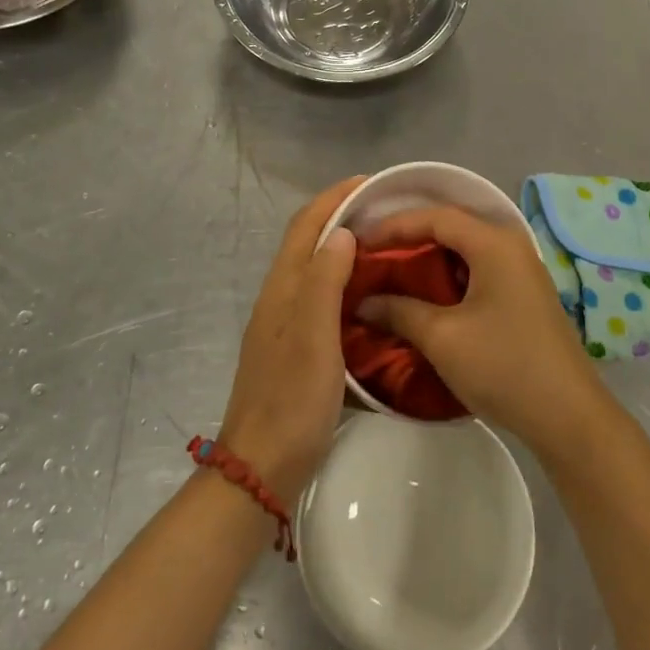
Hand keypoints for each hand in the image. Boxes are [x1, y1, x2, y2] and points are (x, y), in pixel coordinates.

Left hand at [218, 177, 363, 500]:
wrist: (262, 467)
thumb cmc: (292, 400)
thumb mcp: (314, 337)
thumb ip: (325, 281)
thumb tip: (342, 232)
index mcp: (283, 289)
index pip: (305, 226)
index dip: (334, 198)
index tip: (371, 182)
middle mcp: (280, 299)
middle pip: (308, 242)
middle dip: (341, 216)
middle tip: (387, 212)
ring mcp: (285, 325)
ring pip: (315, 270)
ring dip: (344, 248)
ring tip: (386, 245)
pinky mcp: (295, 348)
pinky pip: (322, 297)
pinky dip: (345, 281)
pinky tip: (371, 295)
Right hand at [359, 205, 607, 459]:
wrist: (568, 416)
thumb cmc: (504, 366)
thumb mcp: (442, 338)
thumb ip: (399, 311)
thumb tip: (363, 302)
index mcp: (494, 243)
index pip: (435, 216)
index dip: (394, 225)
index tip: (359, 241)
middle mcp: (510, 245)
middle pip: (451, 227)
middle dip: (409, 239)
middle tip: (372, 254)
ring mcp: (521, 270)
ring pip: (464, 250)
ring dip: (428, 259)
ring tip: (390, 274)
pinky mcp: (523, 294)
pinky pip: (477, 270)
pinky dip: (447, 277)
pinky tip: (425, 297)